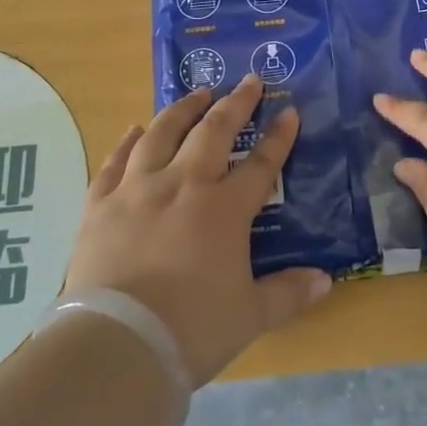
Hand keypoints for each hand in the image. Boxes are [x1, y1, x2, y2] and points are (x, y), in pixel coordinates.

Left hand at [62, 76, 331, 384]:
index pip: (261, 164)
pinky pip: (116, 161)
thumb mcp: (250, 316)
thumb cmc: (191, 330)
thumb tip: (326, 281)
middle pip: (214, 132)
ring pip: (162, 134)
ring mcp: (138, 189)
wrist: (116, 345)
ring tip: (198, 92)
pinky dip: (128, 141)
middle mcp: (183, 185)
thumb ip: (288, 293)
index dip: (279, 137)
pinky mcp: (100, 204)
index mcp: (224, 209)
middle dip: (235, 104)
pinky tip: (135, 128)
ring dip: (184, 108)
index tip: (290, 112)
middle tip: (248, 81)